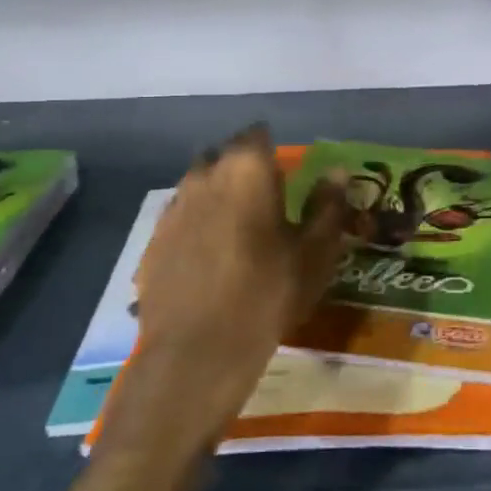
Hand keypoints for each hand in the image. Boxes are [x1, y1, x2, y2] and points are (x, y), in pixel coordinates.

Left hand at [70, 126, 346, 490]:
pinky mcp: (153, 243)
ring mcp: (172, 210)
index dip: (273, 148)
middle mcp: (203, 177)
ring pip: (199, 187)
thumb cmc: (267, 294)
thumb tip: (338, 172)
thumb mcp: (315, 252)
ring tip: (239, 230)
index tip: (287, 172)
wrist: (197, 355)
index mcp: (246, 171)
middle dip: (243, 169)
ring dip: (218, 196)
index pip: (257, 135)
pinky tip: (211, 258)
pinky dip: (197, 226)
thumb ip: (328, 206)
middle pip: (224, 157)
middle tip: (267, 200)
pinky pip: (180, 219)